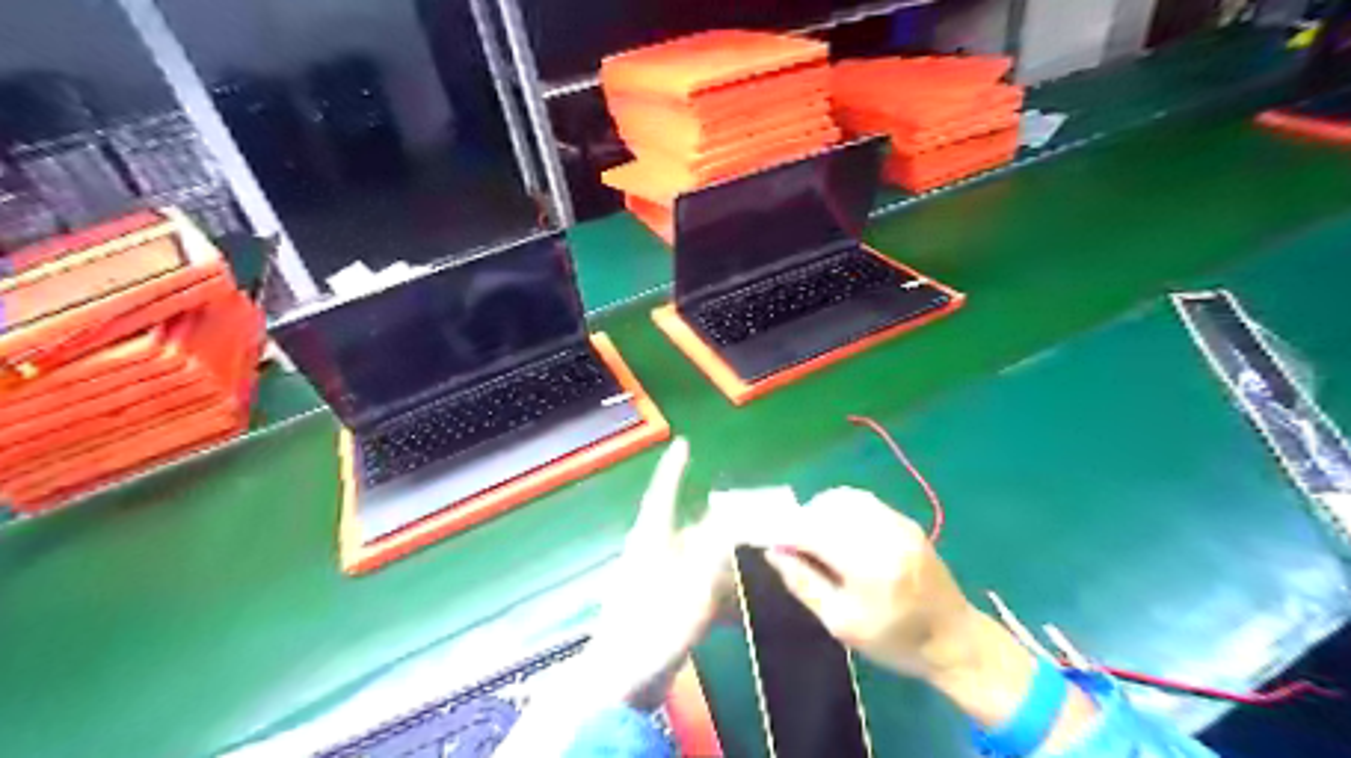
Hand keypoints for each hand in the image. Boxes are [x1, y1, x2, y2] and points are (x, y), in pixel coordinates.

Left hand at [593, 436, 736, 713]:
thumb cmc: (652, 628)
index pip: (663, 493)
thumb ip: (713, 550)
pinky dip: (715, 593)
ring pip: (694, 560)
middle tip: (750, 518)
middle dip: (718, 523)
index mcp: (651, 540)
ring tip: (752, 562)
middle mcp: (652, 554)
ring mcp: (655, 582)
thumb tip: (731, 518)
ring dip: (721, 561)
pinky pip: (693, 589)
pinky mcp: (661, 608)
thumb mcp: (690, 586)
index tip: (683, 444)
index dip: (673, 468)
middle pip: (688, 527)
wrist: (620, 685)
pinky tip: (737, 607)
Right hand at [757, 489, 970, 677]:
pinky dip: (840, 509)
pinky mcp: (905, 521)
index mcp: (868, 564)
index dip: (783, 530)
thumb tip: (772, 552)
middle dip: (800, 519)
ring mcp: (897, 522)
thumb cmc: (894, 641)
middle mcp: (883, 533)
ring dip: (820, 511)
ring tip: (811, 536)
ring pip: (844, 498)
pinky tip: (836, 530)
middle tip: (788, 543)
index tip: (764, 538)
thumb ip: (804, 583)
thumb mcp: (841, 623)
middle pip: (827, 506)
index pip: (812, 530)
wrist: (955, 640)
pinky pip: (863, 501)